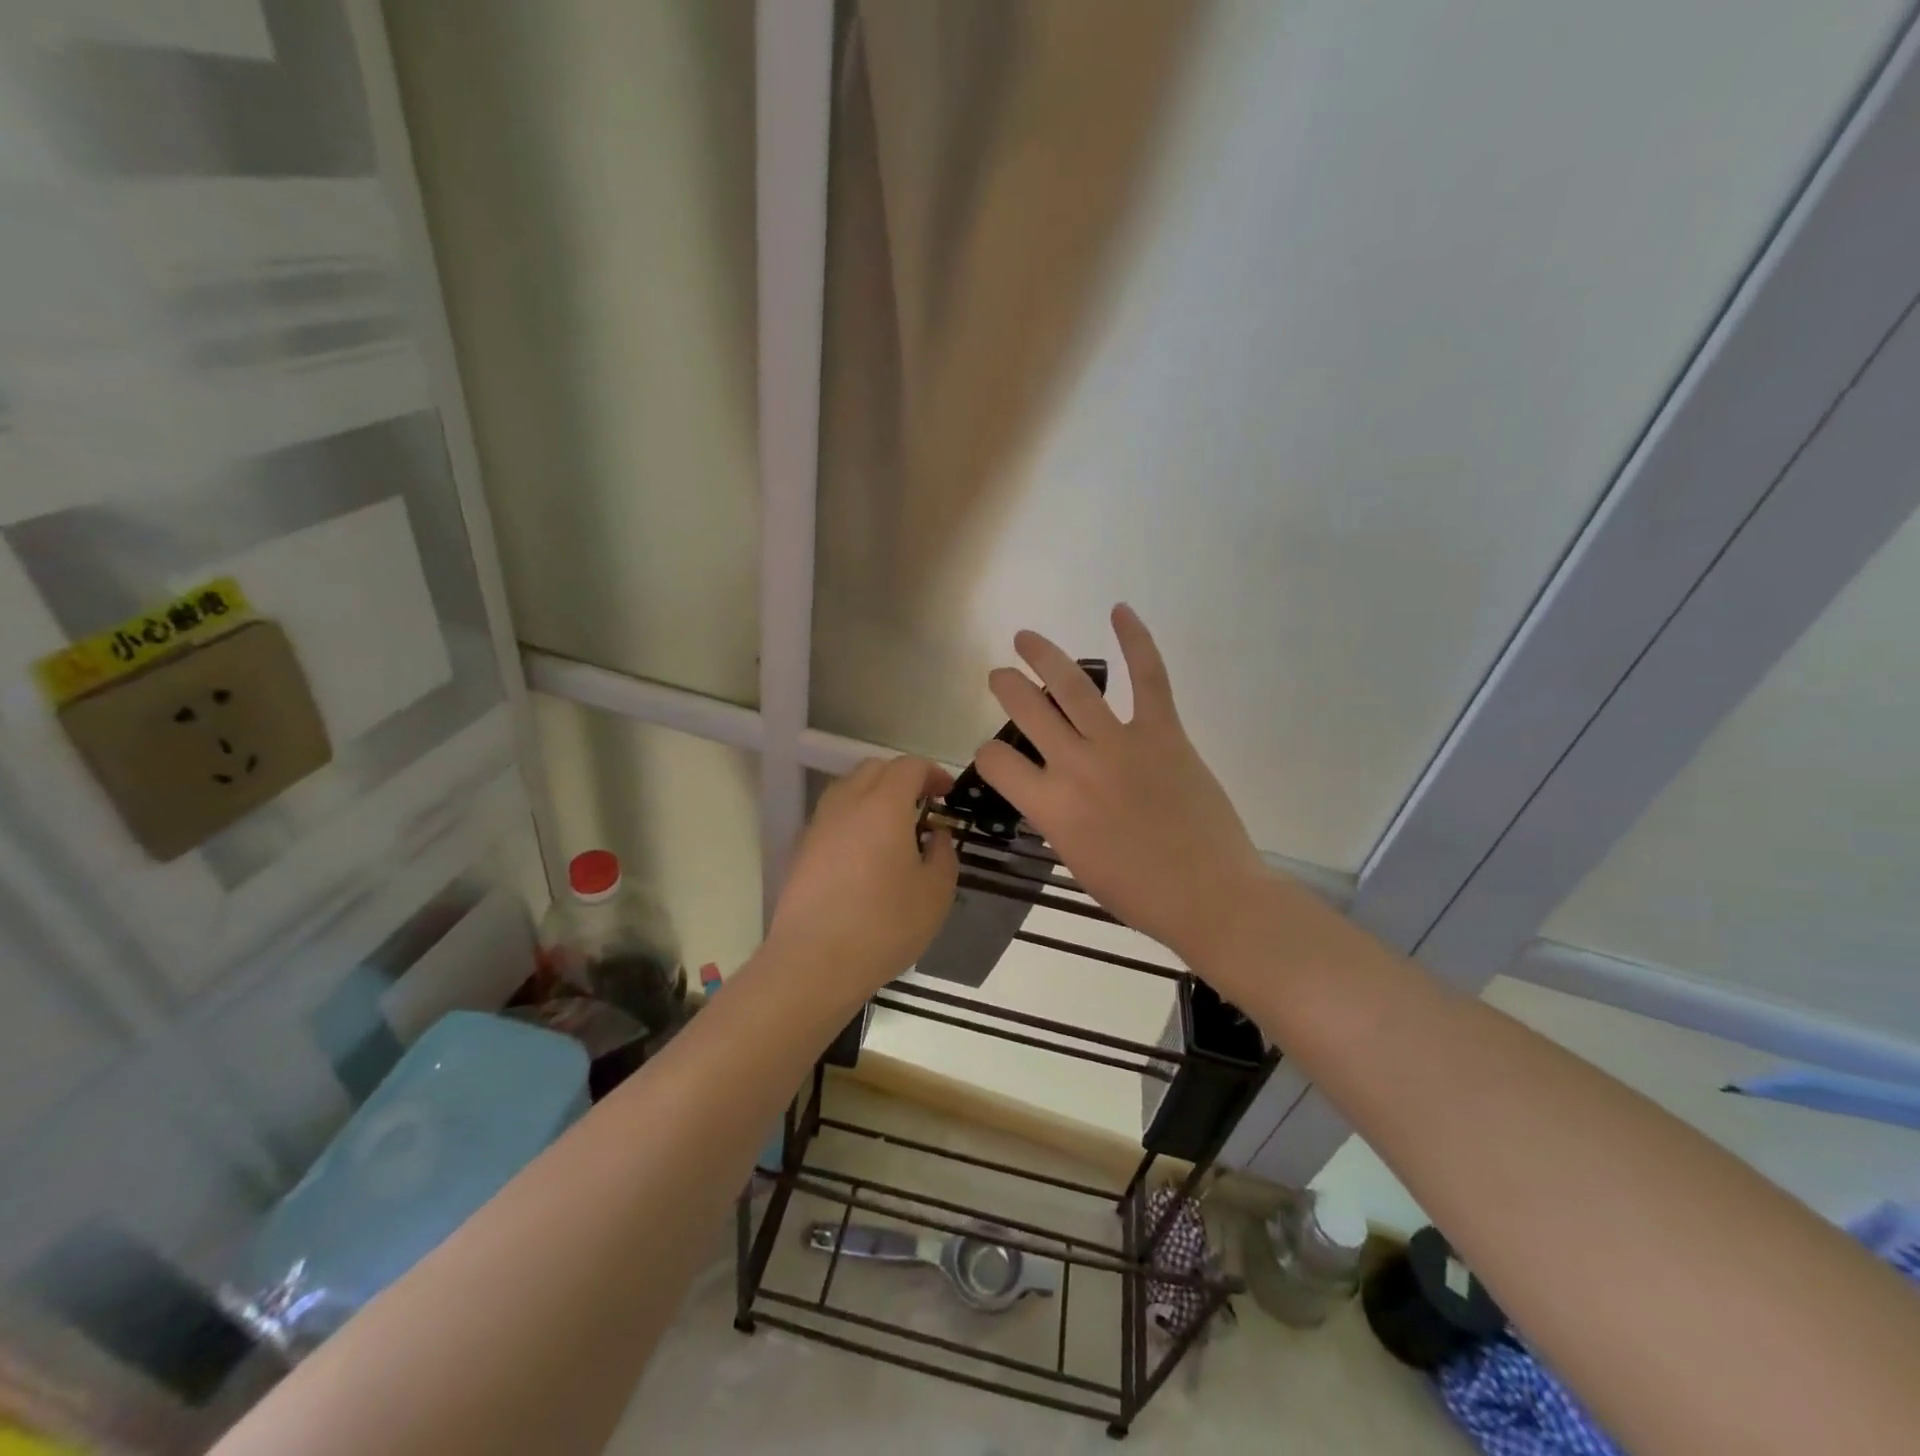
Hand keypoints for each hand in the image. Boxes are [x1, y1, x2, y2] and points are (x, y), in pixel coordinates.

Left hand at [767, 756, 959, 997]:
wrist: (813, 962)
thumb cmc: (884, 925)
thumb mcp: (935, 893)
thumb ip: (943, 853)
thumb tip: (935, 834)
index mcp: (883, 805)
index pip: (909, 766)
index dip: (932, 773)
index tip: (947, 794)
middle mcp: (847, 803)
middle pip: (875, 769)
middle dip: (903, 778)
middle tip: (924, 806)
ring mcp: (819, 824)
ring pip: (849, 789)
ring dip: (875, 795)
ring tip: (896, 828)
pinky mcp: (802, 848)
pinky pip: (834, 816)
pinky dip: (855, 818)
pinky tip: (868, 853)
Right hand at [975, 605, 1270, 969]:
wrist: (1209, 896)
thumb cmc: (1138, 893)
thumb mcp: (1075, 861)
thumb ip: (1055, 819)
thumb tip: (1050, 791)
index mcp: (1050, 807)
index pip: (996, 762)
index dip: (987, 755)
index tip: (996, 756)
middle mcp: (1076, 766)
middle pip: (1026, 710)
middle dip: (1006, 687)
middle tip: (1000, 675)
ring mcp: (1121, 744)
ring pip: (1073, 686)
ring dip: (1044, 656)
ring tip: (1026, 639)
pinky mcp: (1164, 733)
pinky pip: (1149, 678)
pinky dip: (1136, 641)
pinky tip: (1119, 611)